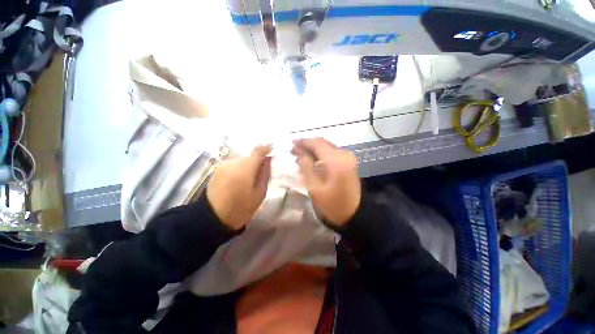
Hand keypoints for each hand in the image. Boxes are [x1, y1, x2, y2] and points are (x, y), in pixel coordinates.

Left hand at [207, 145, 271, 229]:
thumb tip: (268, 160)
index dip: (267, 149)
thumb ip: (265, 174)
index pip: (259, 150)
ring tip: (247, 182)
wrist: (212, 218)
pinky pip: (233, 165)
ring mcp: (224, 165)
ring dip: (247, 167)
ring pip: (241, 161)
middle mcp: (234, 162)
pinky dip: (239, 170)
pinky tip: (237, 182)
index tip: (271, 154)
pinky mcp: (217, 170)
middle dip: (257, 163)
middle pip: (250, 156)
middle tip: (260, 176)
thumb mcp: (260, 194)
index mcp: (246, 168)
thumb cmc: (241, 208)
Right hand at [293, 138, 360, 226]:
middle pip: (322, 142)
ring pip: (327, 146)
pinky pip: (332, 152)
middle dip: (308, 144)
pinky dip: (321, 153)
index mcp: (336, 161)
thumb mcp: (314, 187)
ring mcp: (348, 157)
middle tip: (294, 150)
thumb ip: (305, 166)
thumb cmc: (332, 204)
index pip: (317, 143)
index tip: (291, 144)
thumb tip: (299, 152)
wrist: (355, 214)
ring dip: (314, 149)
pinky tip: (312, 159)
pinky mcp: (349, 161)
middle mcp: (344, 154)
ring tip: (300, 155)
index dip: (303, 142)